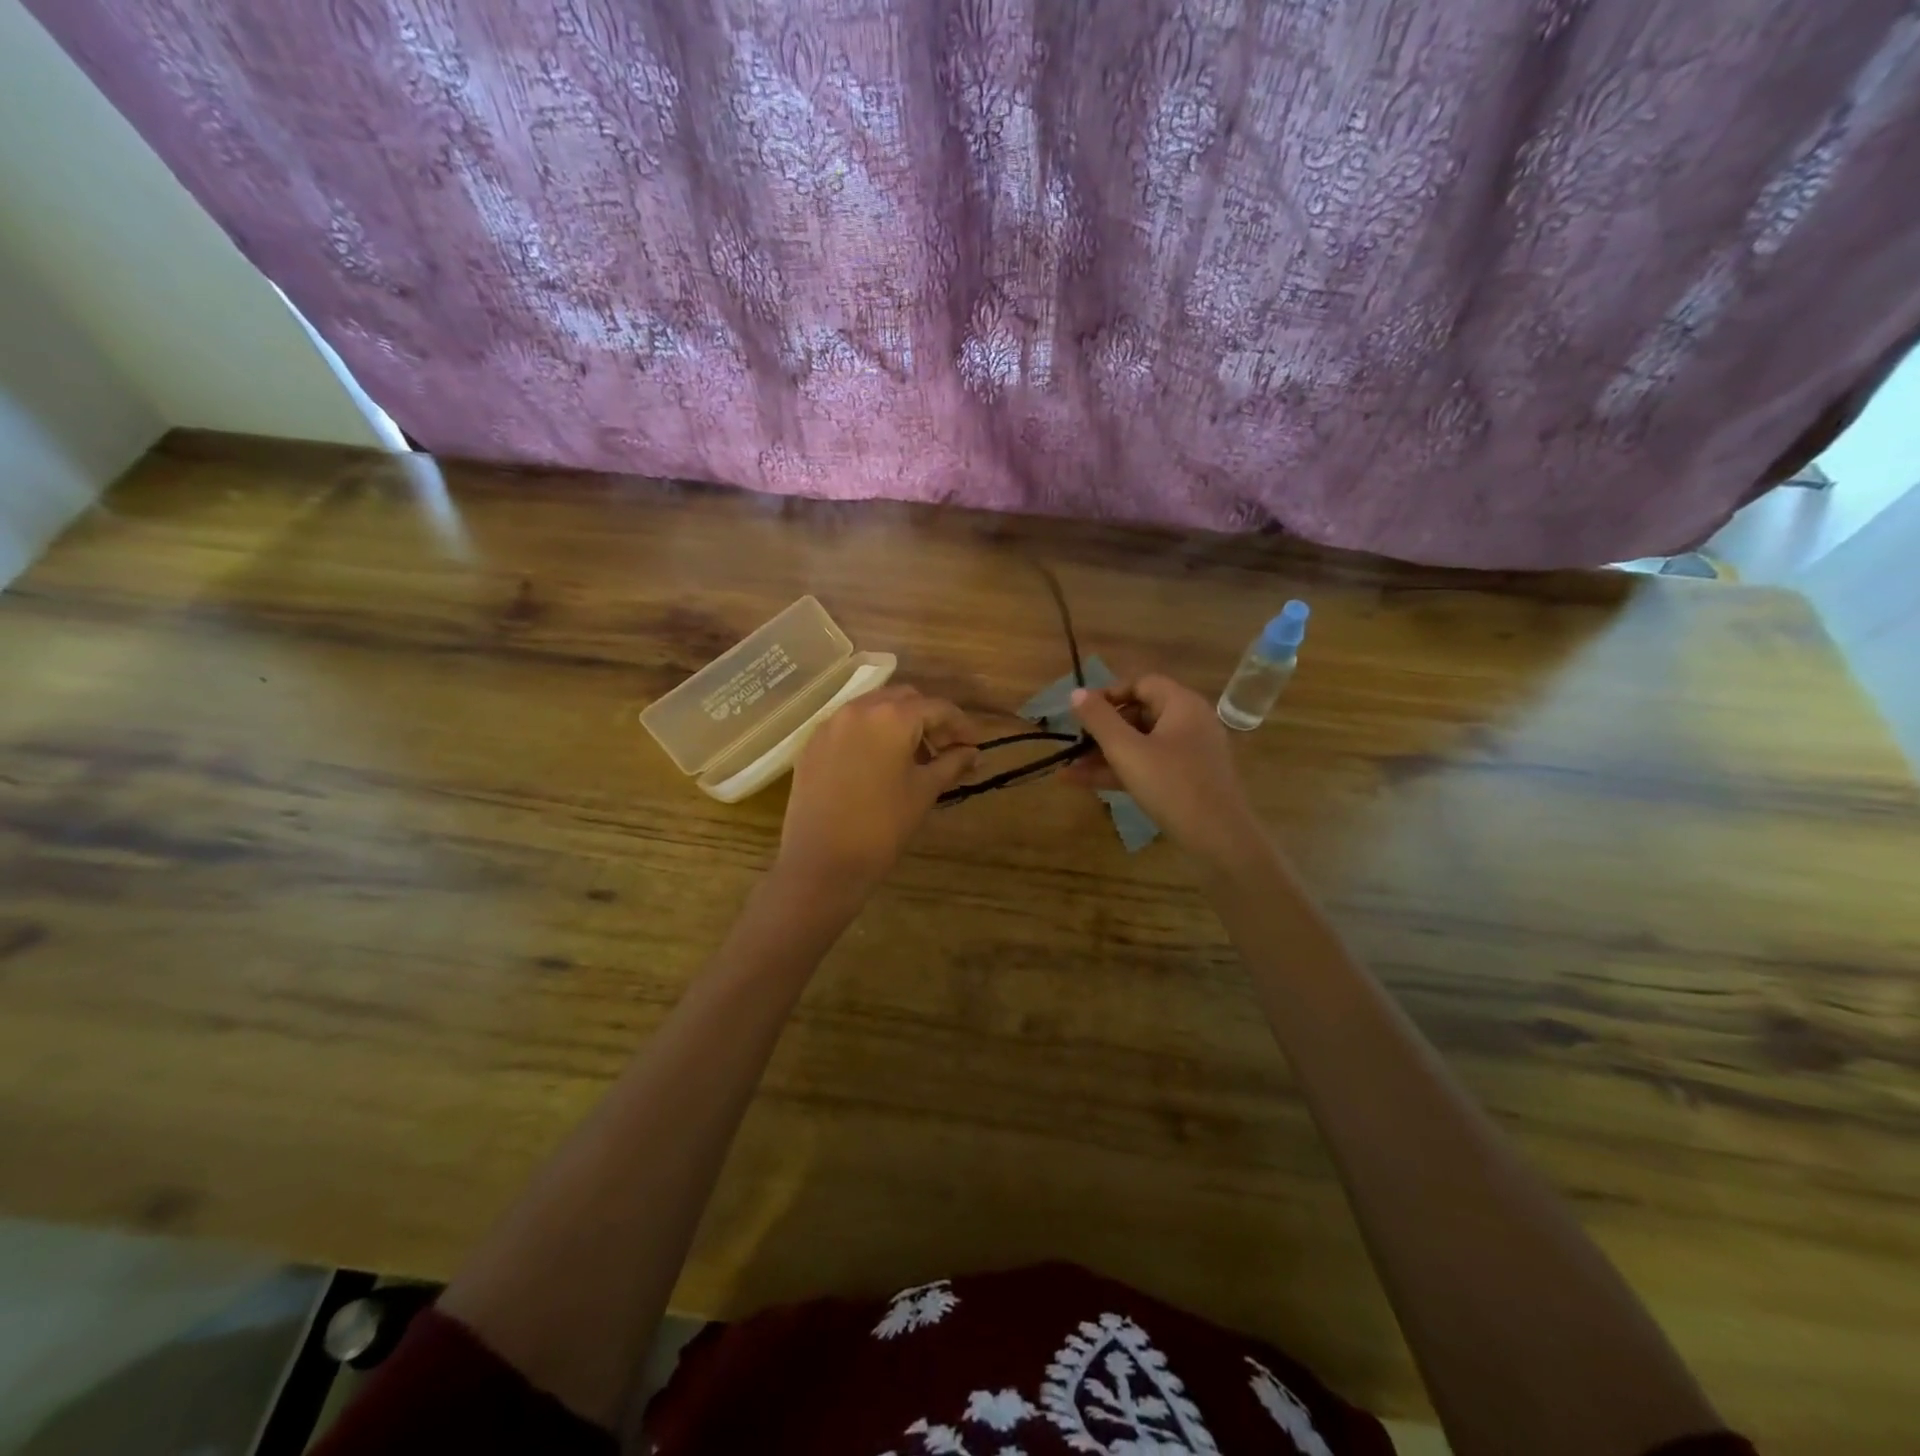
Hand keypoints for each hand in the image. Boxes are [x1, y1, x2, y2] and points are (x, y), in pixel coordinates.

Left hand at [776, 686, 978, 900]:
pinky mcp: (812, 744)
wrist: (822, 862)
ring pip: (874, 708)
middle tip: (944, 750)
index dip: (961, 725)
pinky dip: (870, 733)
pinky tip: (879, 764)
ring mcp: (830, 724)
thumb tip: (973, 753)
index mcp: (892, 716)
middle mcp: (859, 708)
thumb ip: (951, 764)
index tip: (974, 745)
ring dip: (898, 723)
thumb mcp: (924, 792)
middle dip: (928, 719)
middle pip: (904, 699)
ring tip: (913, 758)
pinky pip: (849, 725)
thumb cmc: (883, 826)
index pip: (937, 707)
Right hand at [1063, 675, 1264, 869]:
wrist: (1219, 839)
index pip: (1141, 683)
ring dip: (1104, 755)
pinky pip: (1148, 766)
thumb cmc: (1172, 785)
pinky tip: (1082, 783)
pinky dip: (1120, 771)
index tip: (1081, 712)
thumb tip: (1076, 693)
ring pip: (1140, 744)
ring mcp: (1189, 754)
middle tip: (1074, 743)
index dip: (1109, 694)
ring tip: (1068, 769)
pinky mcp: (1186, 780)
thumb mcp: (1127, 751)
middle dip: (1102, 730)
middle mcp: (1189, 723)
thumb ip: (1099, 720)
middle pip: (1139, 714)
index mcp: (1182, 705)